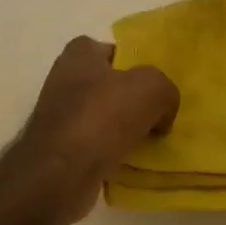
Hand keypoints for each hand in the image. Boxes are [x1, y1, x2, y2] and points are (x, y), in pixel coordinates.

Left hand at [14, 37, 178, 222]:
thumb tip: (162, 113)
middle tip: (157, 116)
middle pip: (108, 86)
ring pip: (103, 118)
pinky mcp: (60, 150)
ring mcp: (59, 117)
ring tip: (148, 142)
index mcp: (78, 55)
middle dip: (131, 101)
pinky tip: (129, 163)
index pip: (110, 50)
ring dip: (123, 130)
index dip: (133, 64)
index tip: (153, 86)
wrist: (60, 174)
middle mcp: (64, 81)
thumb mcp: (151, 88)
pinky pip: (95, 146)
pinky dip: (112, 154)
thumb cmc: (102, 116)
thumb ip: (165, 90)